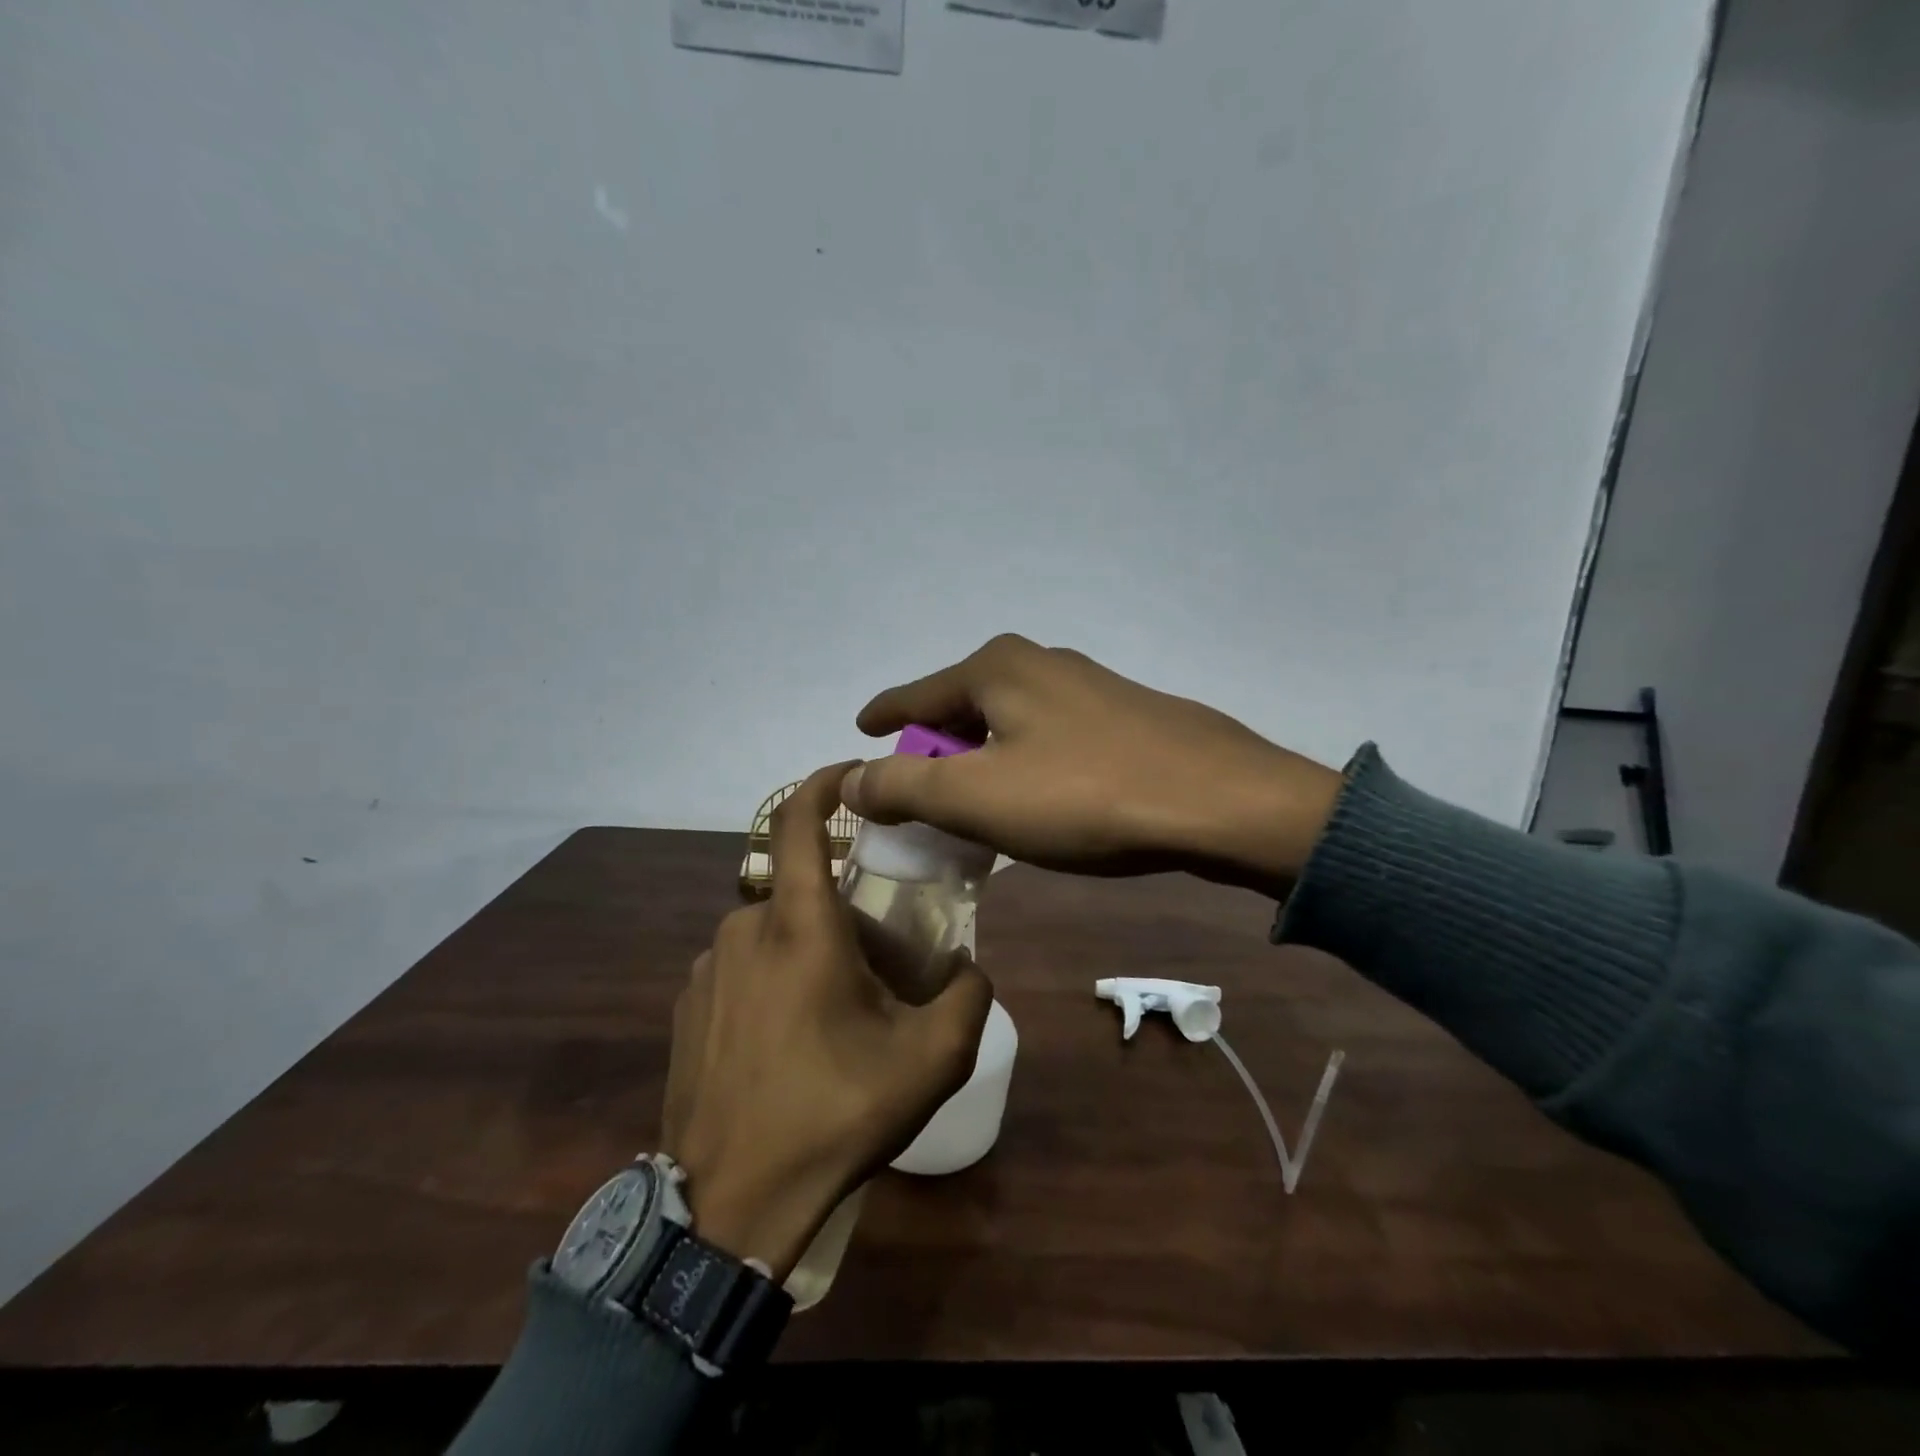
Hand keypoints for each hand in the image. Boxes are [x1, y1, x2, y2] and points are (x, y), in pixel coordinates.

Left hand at [661, 765, 992, 1279]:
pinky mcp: (686, 1006)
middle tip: (880, 958)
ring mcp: (707, 969)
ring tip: (836, 1011)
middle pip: (801, 889)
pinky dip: (773, 978)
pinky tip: (789, 1040)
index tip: (851, 774)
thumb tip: (969, 968)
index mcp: (798, 927)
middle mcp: (744, 930)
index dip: (822, 784)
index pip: (796, 821)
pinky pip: (742, 968)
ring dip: (808, 949)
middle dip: (843, 908)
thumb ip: (968, 997)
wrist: (727, 1204)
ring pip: (772, 932)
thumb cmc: (832, 1116)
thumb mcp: (930, 1062)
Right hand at [841, 634, 1342, 898]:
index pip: (916, 694)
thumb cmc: (1083, 796)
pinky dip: (1024, 764)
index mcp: (996, 668)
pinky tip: (1037, 798)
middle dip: (935, 747)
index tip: (860, 730)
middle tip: (917, 793)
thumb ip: (904, 786)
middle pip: (962, 707)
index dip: (884, 715)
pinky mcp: (1122, 715)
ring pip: (1008, 723)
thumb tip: (849, 780)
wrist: (1218, 802)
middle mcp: (1039, 662)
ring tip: (973, 804)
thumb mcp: (977, 797)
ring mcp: (1087, 686)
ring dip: (982, 760)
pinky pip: (1047, 737)